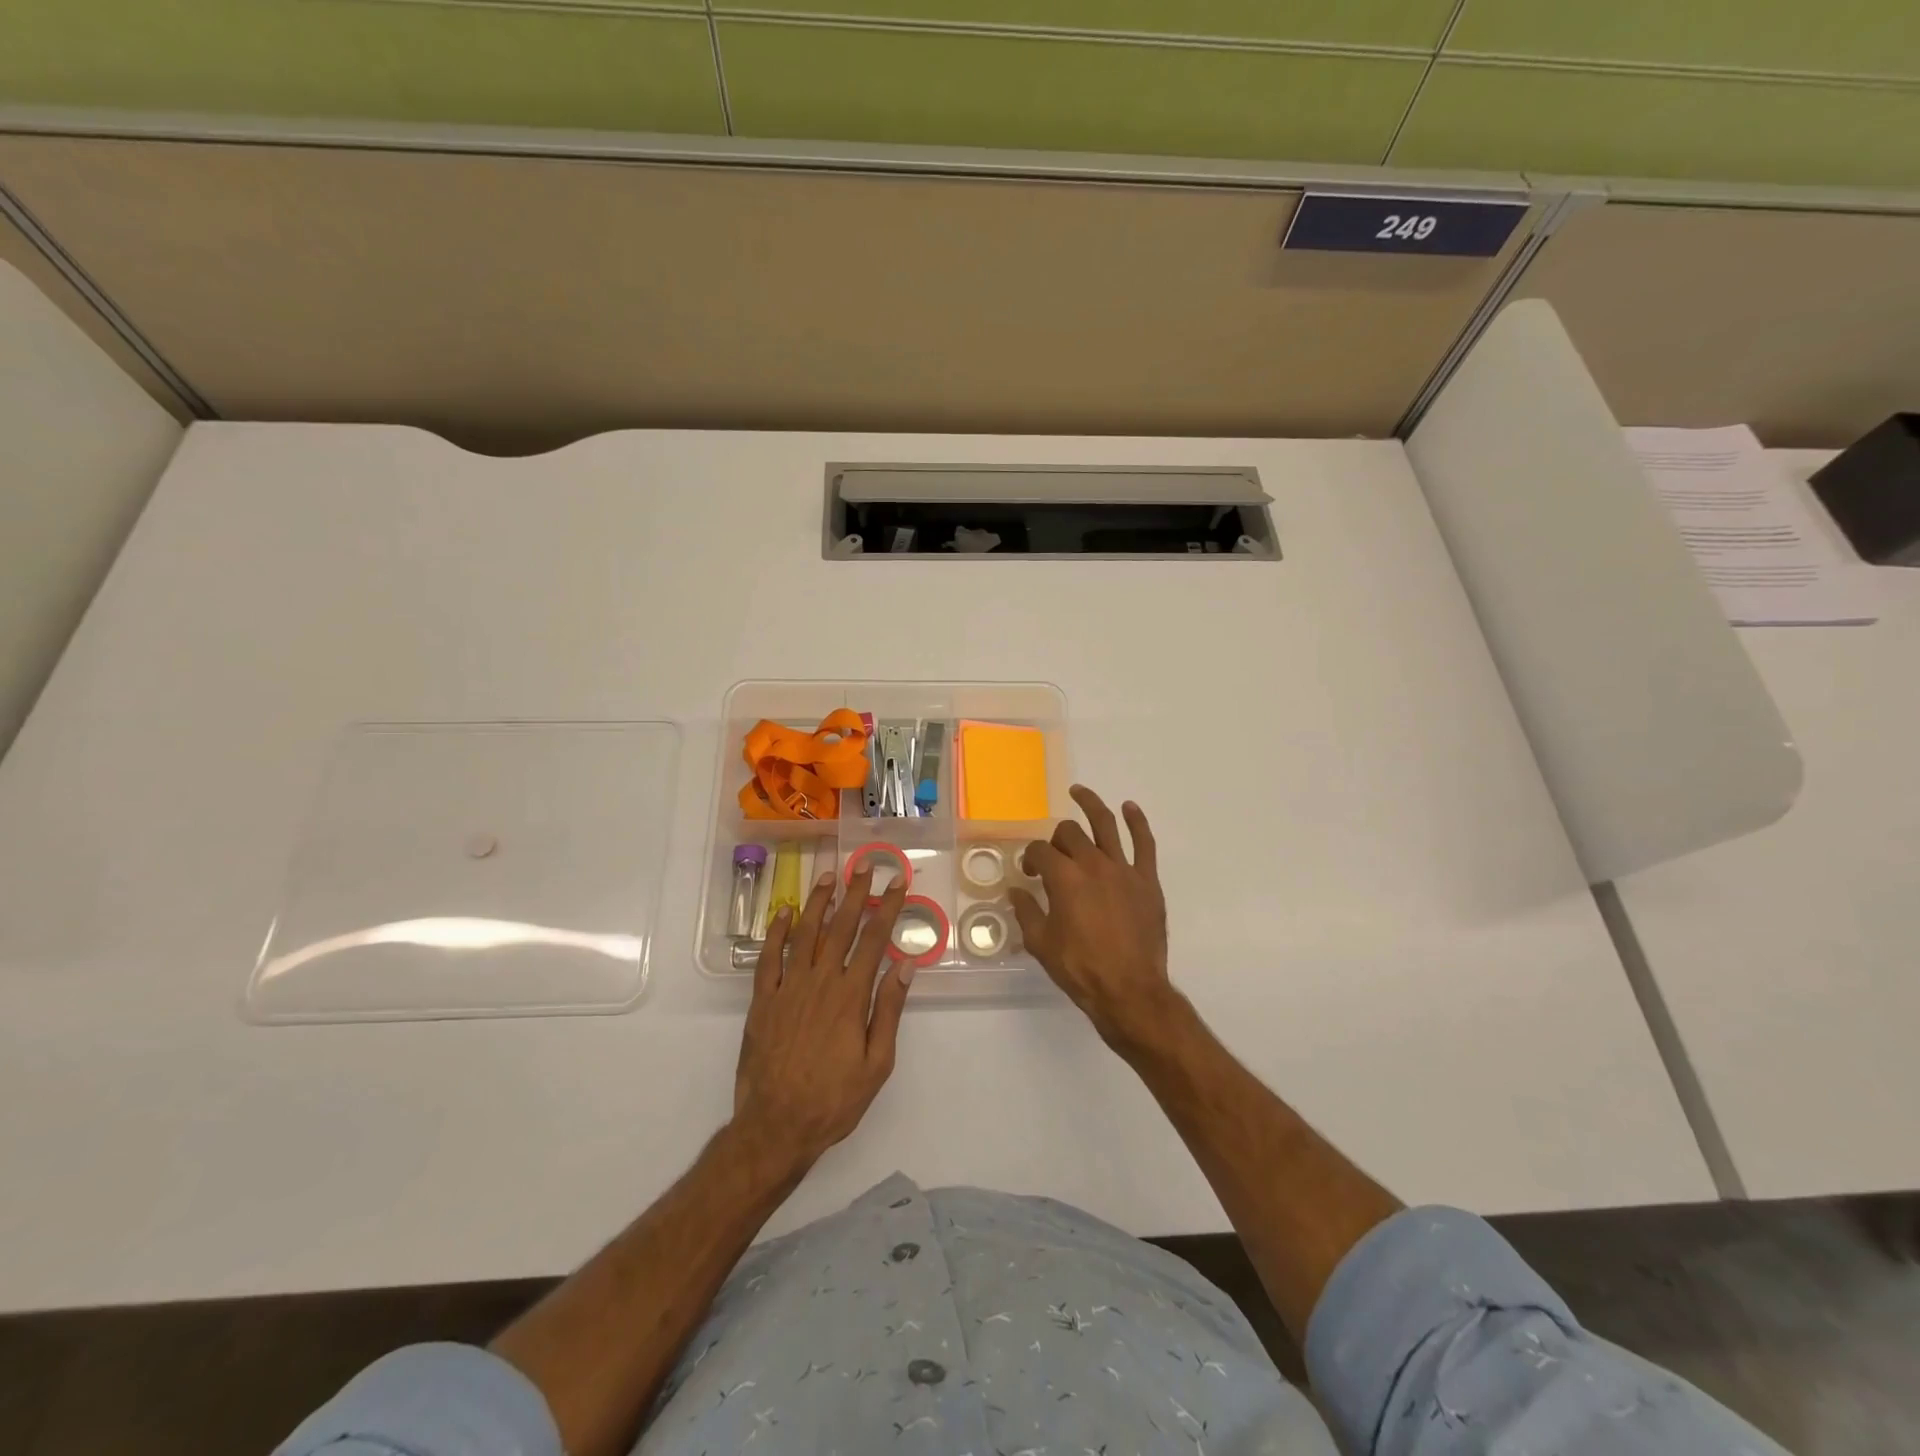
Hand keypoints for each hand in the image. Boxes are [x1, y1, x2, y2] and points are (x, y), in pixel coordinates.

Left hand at [733, 866, 912, 1171]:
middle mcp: (820, 982)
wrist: (776, 1126)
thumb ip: (889, 1010)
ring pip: (804, 934)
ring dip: (818, 902)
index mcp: (850, 996)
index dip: (887, 908)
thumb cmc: (834, 1099)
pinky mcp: (762, 1000)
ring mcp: (787, 988)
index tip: (897, 882)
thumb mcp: (877, 1063)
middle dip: (856, 894)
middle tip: (866, 866)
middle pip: (841, 928)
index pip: (874, 940)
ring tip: (830, 876)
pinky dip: (776, 932)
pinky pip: (769, 958)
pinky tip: (784, 912)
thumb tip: (905, 964)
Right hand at [1011, 786, 1181, 1053]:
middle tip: (1053, 857)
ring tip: (1079, 792)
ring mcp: (1123, 869)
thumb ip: (1026, 912)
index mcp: (1064, 878)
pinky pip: (1144, 843)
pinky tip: (1129, 808)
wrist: (1129, 990)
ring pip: (1105, 825)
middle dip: (1055, 839)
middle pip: (1069, 834)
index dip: (1031, 858)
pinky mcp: (1147, 880)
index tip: (1030, 873)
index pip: (1040, 852)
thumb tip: (1015, 891)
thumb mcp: (1041, 943)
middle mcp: (1092, 864)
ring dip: (1091, 804)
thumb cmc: (1080, 969)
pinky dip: (1137, 822)